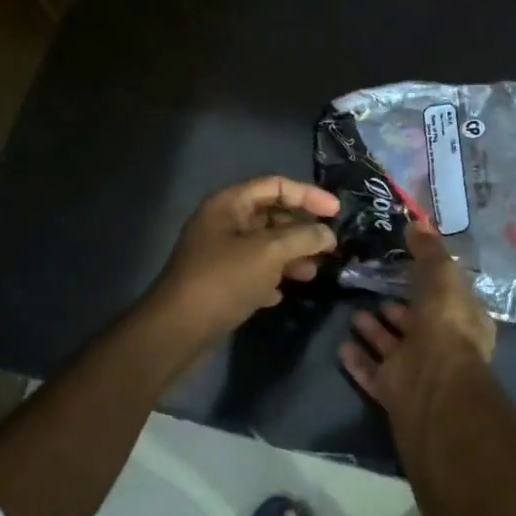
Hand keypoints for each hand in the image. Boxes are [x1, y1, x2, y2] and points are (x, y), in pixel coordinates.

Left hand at [147, 175, 339, 345]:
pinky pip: (252, 271)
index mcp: (228, 204)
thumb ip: (303, 237)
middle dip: (301, 229)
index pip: (275, 186)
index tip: (337, 211)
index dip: (308, 195)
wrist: (178, 330)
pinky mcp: (219, 282)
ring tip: (312, 273)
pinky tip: (282, 293)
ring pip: (264, 246)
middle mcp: (222, 223)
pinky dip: (271, 278)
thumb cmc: (224, 280)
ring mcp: (219, 254)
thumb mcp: (269, 253)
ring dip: (290, 256)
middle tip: (329, 246)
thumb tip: (327, 234)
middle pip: (271, 215)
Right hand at [340, 222, 495, 421]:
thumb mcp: (442, 276)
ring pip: (392, 347)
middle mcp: (443, 346)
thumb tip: (417, 223)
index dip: (430, 281)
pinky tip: (341, 345)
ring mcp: (417, 370)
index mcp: (463, 320)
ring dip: (374, 331)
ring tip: (354, 312)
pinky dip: (358, 359)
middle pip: (417, 322)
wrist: (432, 385)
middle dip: (397, 307)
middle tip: (374, 288)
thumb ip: (429, 251)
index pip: (448, 297)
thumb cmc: (445, 324)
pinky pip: (372, 371)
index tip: (406, 265)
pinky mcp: (393, 391)